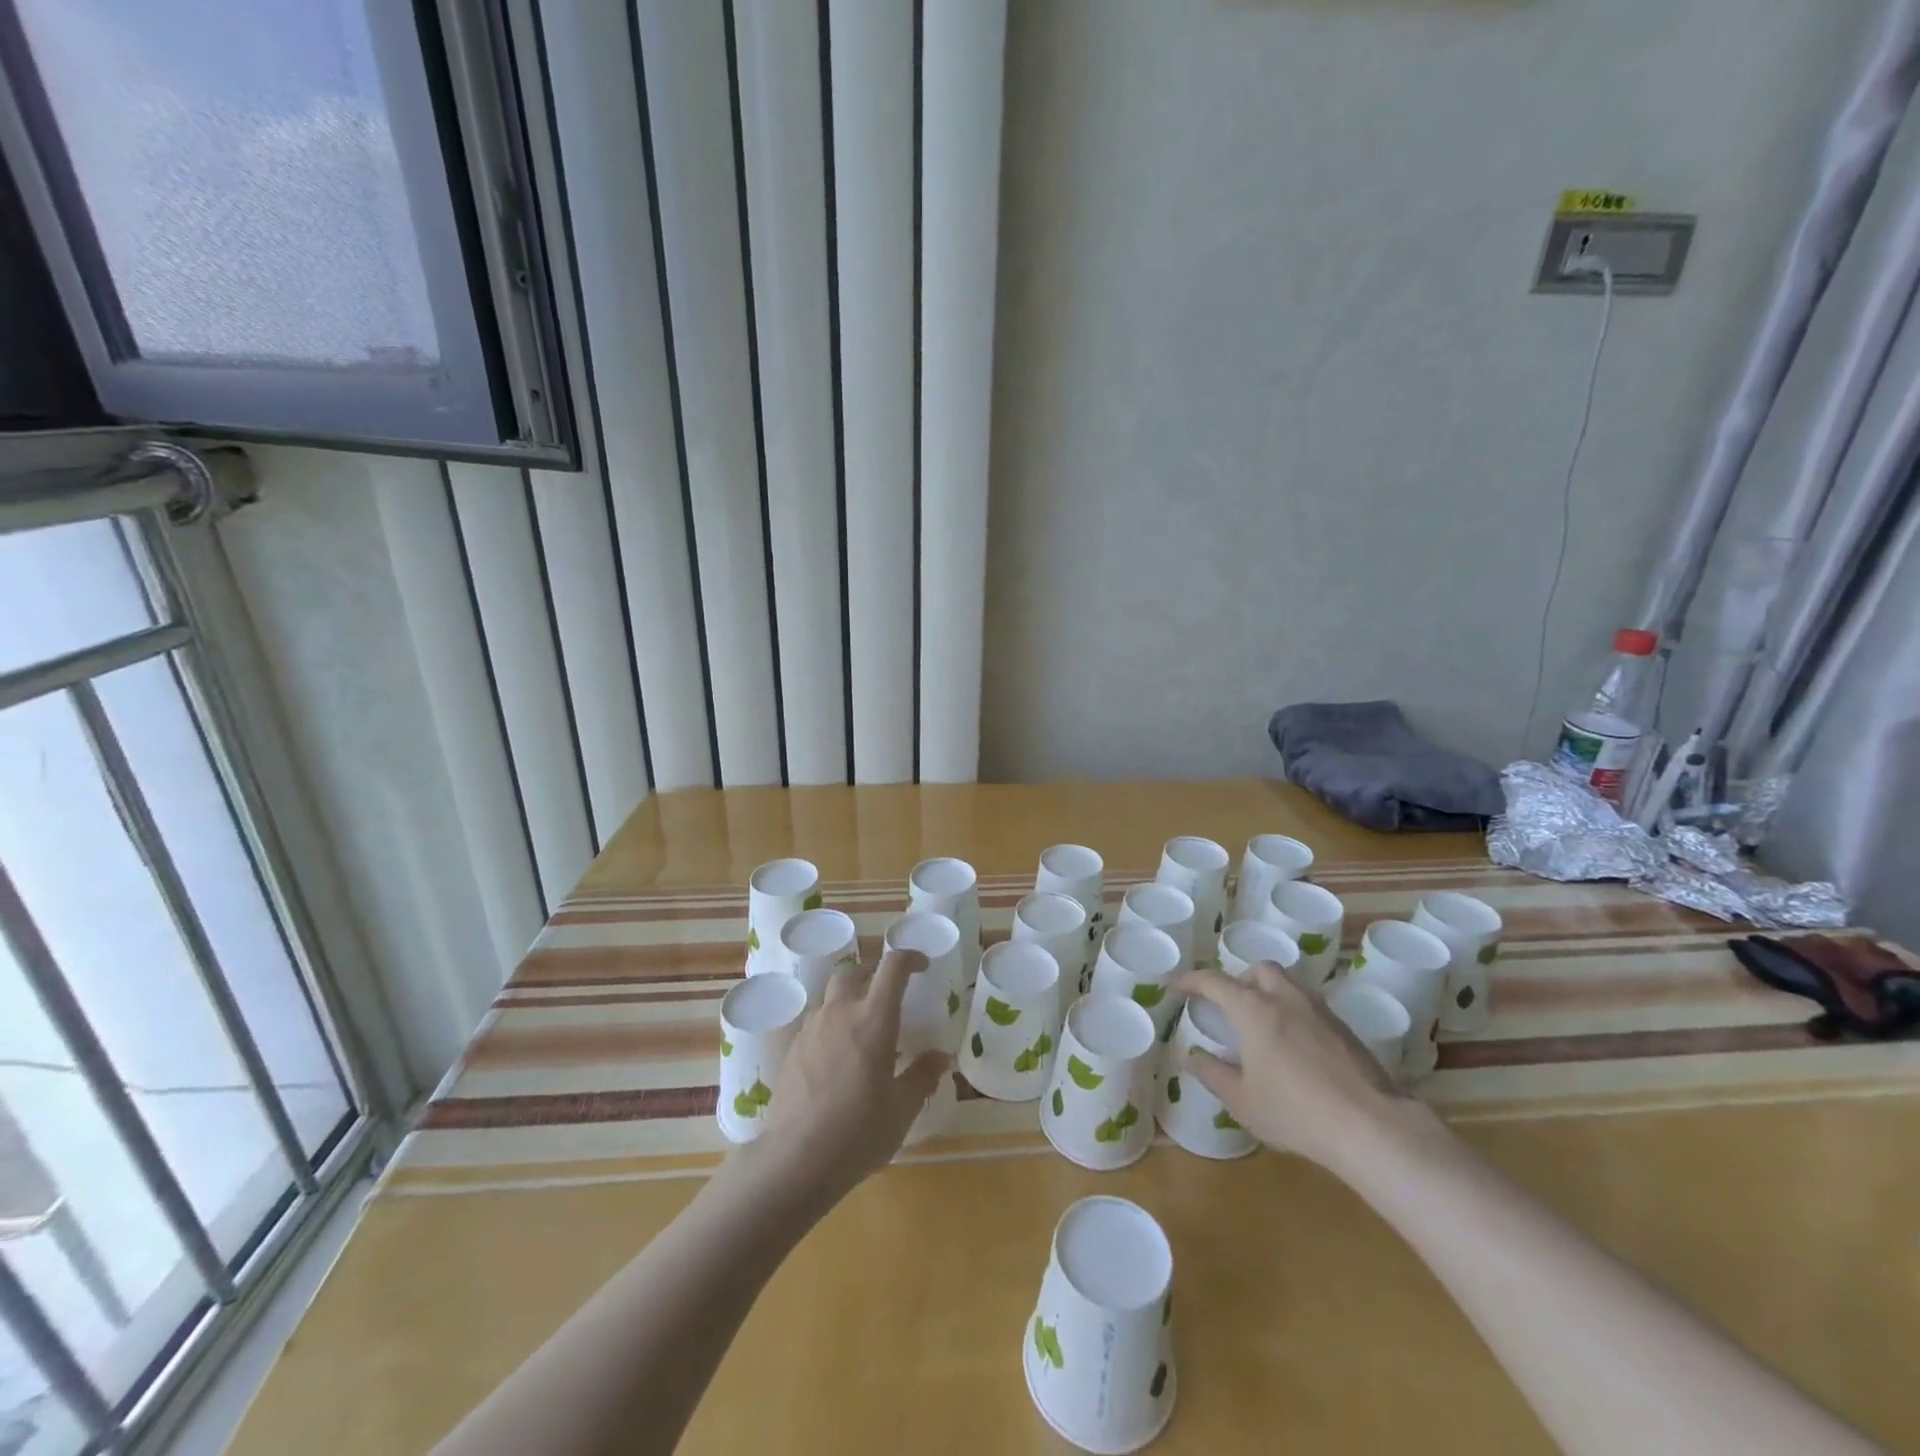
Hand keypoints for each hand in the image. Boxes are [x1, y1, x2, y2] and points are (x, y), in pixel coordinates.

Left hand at [744, 949, 950, 1210]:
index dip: (910, 958)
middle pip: (853, 971)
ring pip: (830, 996)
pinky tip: (835, 1057)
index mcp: (874, 1018)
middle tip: (886, 996)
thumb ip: (922, 1076)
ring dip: (847, 1000)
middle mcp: (840, 1012)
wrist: (795, 1159)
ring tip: (860, 1030)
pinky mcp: (790, 1048)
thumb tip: (941, 1057)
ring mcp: (811, 1028)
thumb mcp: (902, 1109)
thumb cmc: (858, 1132)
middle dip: (872, 974)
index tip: (921, 966)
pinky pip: (814, 1022)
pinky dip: (829, 1026)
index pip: (893, 967)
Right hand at [1173, 963, 1418, 1174]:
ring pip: (1288, 983)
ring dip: (1269, 992)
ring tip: (1262, 1024)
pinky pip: (1309, 1005)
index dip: (1191, 980)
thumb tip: (1189, 1057)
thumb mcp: (1242, 1100)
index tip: (1177, 985)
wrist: (1371, 1127)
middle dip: (1240, 979)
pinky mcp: (1345, 1029)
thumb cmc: (1295, 1112)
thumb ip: (1212, 1074)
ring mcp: (1319, 1010)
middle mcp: (1285, 998)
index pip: (1214, 981)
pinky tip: (1294, 1045)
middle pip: (1259, 970)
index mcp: (1253, 1009)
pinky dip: (1293, 1012)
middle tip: (1230, 1004)